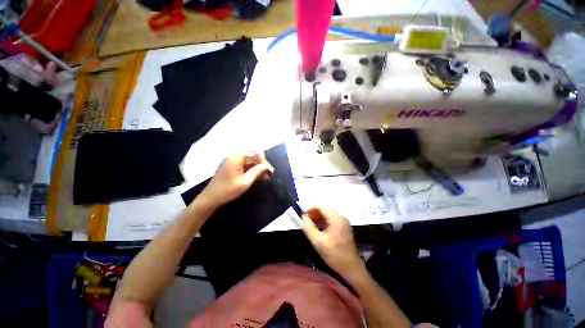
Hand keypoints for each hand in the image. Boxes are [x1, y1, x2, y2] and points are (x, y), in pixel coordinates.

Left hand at [201, 152, 273, 206]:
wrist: (210, 198)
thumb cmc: (228, 190)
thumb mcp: (246, 181)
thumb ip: (258, 171)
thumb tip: (268, 166)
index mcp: (237, 156)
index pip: (257, 153)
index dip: (265, 162)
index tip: (270, 172)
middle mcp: (235, 155)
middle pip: (253, 156)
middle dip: (262, 165)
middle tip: (269, 175)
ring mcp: (232, 160)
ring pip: (250, 161)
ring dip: (258, 168)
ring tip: (265, 178)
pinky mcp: (231, 166)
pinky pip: (244, 165)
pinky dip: (251, 170)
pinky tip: (257, 177)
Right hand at [302, 206, 365, 281]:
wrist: (351, 268)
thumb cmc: (335, 255)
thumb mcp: (319, 242)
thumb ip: (309, 228)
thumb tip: (303, 218)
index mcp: (336, 219)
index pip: (322, 207)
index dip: (311, 208)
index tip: (303, 215)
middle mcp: (341, 218)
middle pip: (325, 210)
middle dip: (314, 213)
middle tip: (305, 220)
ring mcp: (343, 223)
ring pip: (328, 215)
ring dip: (318, 217)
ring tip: (309, 223)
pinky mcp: (343, 228)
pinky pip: (331, 220)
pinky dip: (323, 221)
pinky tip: (317, 227)